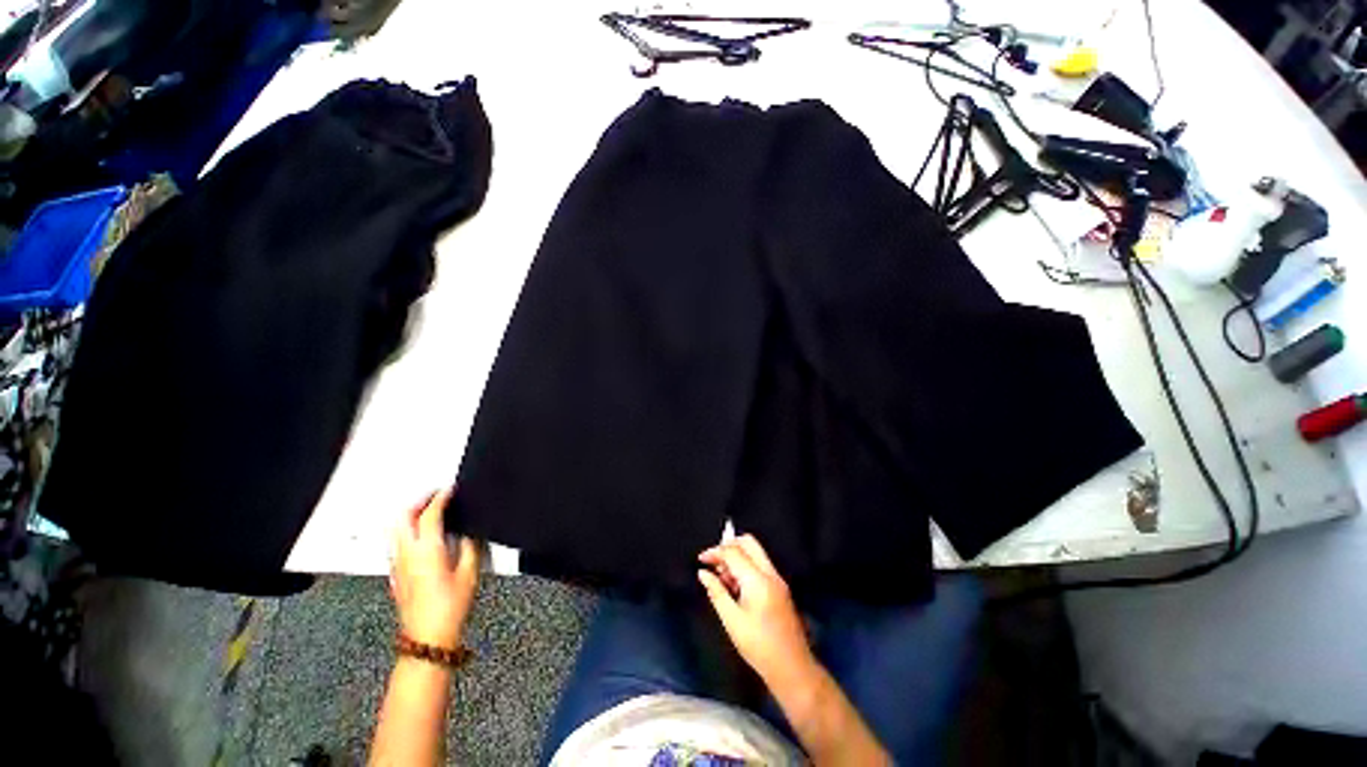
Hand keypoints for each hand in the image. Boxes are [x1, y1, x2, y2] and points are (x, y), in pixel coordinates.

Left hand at [390, 488, 479, 649]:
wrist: (427, 637)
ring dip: (410, 516)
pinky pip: (397, 544)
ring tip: (427, 511)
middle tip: (435, 496)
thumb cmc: (450, 606)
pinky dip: (407, 531)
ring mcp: (398, 565)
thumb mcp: (470, 572)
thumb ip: (470, 546)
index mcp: (428, 550)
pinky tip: (421, 537)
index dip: (440, 498)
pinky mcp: (396, 575)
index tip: (450, 489)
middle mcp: (407, 554)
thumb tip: (471, 531)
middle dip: (419, 502)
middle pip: (404, 518)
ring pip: (396, 531)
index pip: (430, 514)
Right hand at [698, 535, 815, 686]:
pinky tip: (735, 586)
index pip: (734, 552)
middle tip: (713, 561)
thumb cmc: (759, 646)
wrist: (792, 668)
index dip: (715, 552)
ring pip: (755, 552)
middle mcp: (770, 573)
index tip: (701, 560)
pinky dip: (745, 566)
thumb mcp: (732, 620)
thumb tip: (703, 573)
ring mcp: (777, 579)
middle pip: (748, 543)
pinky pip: (760, 565)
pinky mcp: (779, 587)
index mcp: (757, 580)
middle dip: (728, 546)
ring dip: (737, 556)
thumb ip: (716, 592)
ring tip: (722, 578)